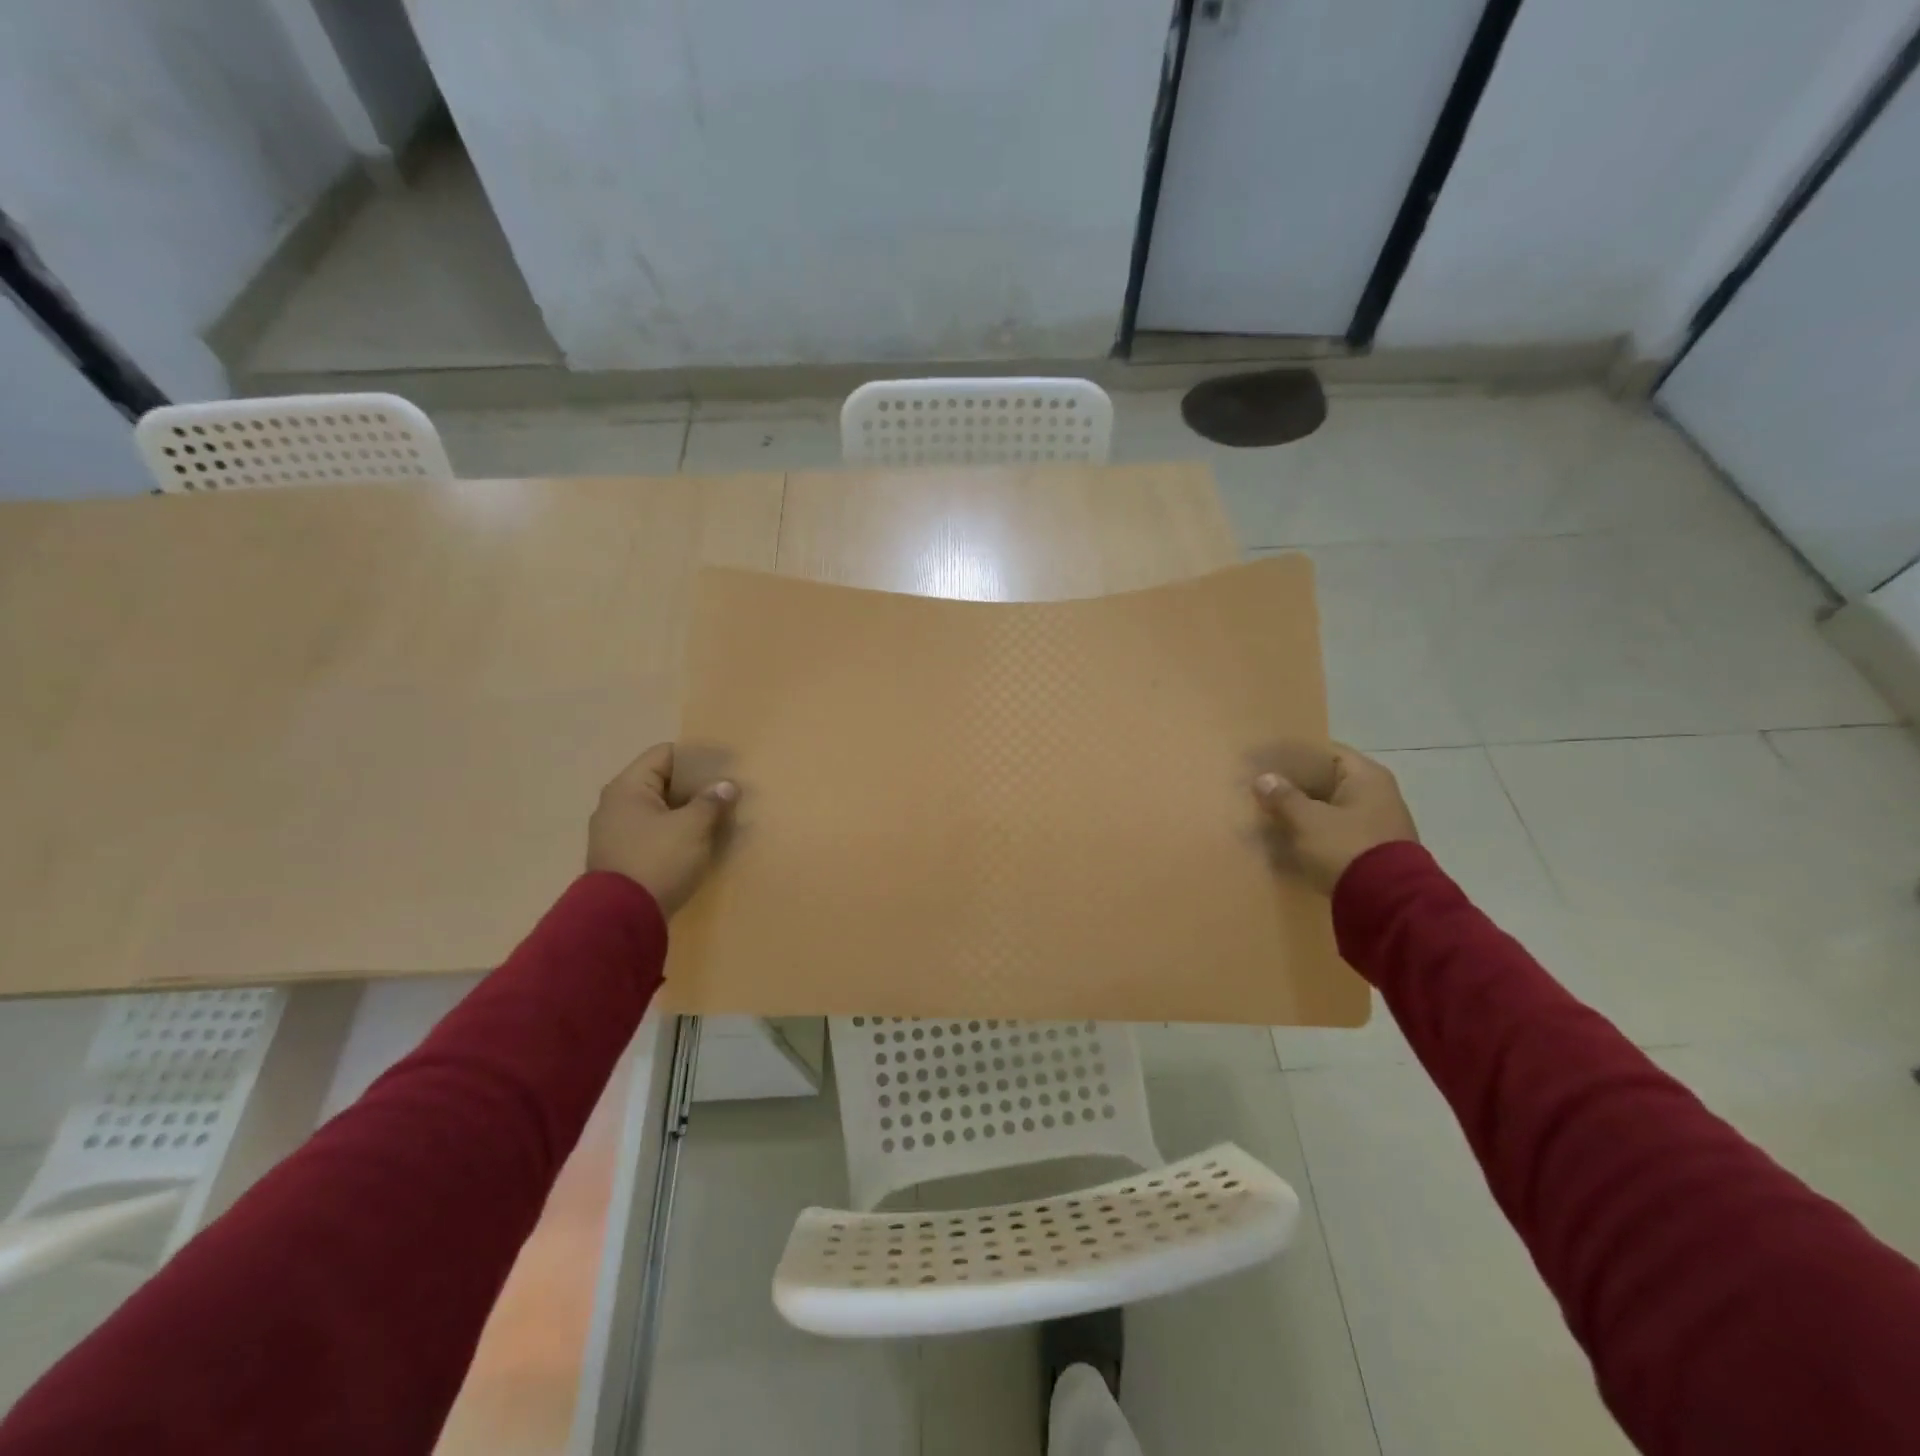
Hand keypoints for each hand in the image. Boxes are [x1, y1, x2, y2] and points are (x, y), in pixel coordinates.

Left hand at [587, 743, 737, 915]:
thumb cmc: (657, 860)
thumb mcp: (692, 827)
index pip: (665, 754)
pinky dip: (677, 833)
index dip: (696, 757)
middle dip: (695, 787)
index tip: (725, 765)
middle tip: (726, 792)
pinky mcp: (623, 858)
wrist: (621, 919)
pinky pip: (656, 834)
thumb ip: (711, 801)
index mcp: (628, 787)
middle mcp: (616, 805)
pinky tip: (700, 842)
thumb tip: (726, 785)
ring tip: (719, 817)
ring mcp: (617, 833)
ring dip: (688, 812)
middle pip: (662, 782)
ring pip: (661, 810)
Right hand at [1253, 744, 1418, 894]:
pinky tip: (1289, 841)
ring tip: (1270, 816)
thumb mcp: (1307, 820)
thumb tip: (1264, 779)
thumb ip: (1284, 797)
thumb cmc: (1346, 847)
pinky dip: (1314, 833)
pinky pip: (1336, 832)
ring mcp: (1377, 824)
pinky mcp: (1372, 850)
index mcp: (1366, 777)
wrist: (1387, 903)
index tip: (1267, 761)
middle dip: (1295, 787)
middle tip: (1262, 790)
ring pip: (1330, 809)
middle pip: (1328, 782)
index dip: (1294, 755)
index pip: (1326, 752)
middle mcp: (1377, 794)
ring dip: (1303, 812)